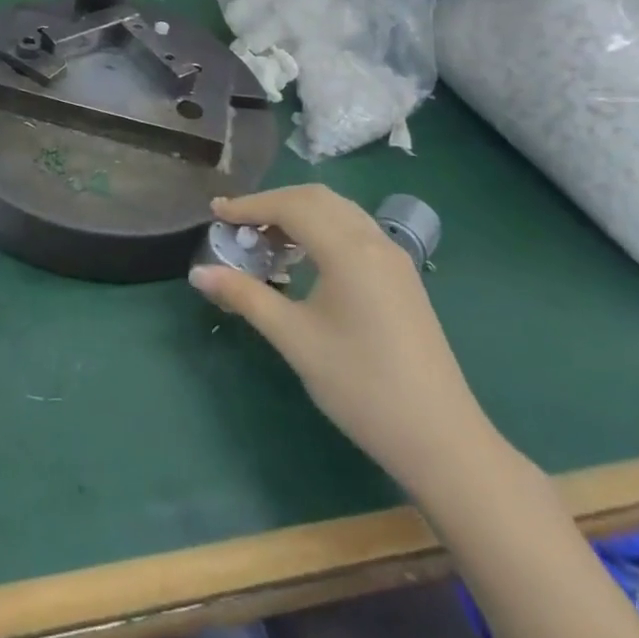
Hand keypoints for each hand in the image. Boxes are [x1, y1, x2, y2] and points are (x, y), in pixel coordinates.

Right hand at [190, 186, 495, 491]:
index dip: (249, 205)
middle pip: (316, 199)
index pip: (291, 206)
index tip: (215, 213)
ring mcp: (393, 258)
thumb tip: (198, 272)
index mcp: (348, 249)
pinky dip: (322, 229)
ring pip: (339, 212)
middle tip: (237, 225)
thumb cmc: (360, 385)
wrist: (440, 438)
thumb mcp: (294, 339)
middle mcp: (374, 240)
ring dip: (299, 214)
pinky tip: (304, 260)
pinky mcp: (402, 278)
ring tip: (264, 241)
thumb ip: (245, 297)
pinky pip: (355, 231)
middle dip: (272, 204)